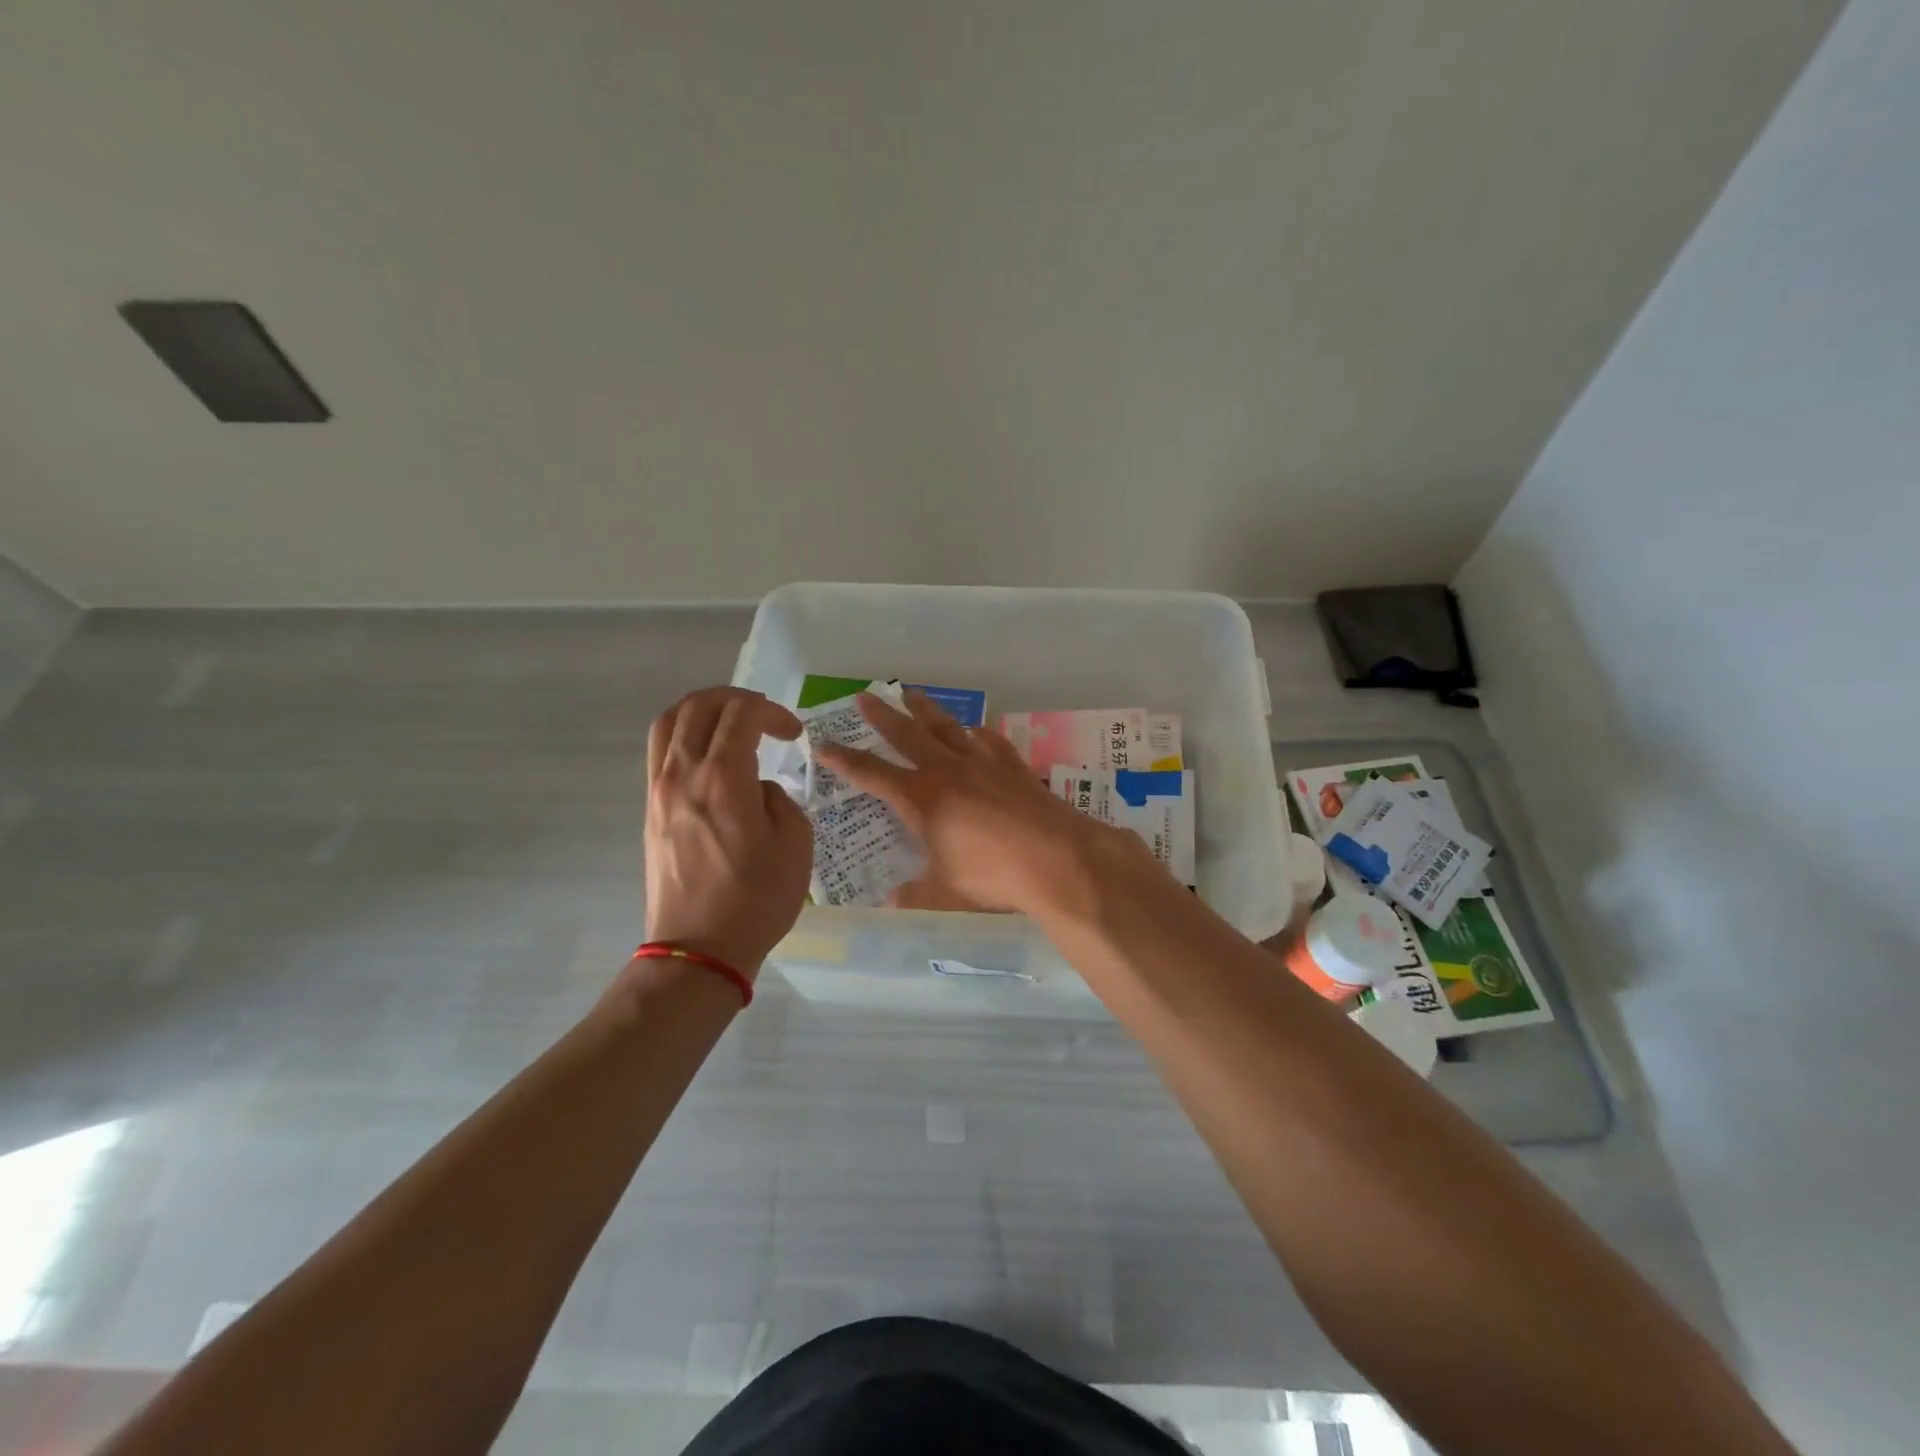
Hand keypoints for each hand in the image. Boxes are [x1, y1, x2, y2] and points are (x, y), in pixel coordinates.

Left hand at [643, 687, 812, 976]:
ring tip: (729, 723)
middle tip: (765, 718)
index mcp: (723, 778)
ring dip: (702, 710)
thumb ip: (780, 800)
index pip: (742, 714)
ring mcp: (659, 791)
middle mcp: (683, 774)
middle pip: (699, 706)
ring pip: (669, 722)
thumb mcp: (795, 845)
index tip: (793, 734)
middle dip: (737, 699)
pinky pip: (660, 752)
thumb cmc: (755, 900)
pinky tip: (708, 755)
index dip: (772, 712)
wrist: (698, 950)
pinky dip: (685, 735)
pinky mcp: (650, 810)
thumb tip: (757, 789)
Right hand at [816, 690, 1149, 917]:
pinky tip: (976, 730)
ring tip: (912, 695)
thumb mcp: (947, 892)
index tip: (823, 744)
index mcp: (922, 799)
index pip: (872, 774)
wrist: (1057, 858)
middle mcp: (948, 772)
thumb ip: (916, 894)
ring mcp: (983, 764)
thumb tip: (891, 901)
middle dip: (883, 718)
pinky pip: (991, 742)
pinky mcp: (1014, 768)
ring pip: (947, 729)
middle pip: (908, 736)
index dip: (844, 760)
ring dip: (927, 712)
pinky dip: (979, 734)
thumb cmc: (993, 876)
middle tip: (865, 696)